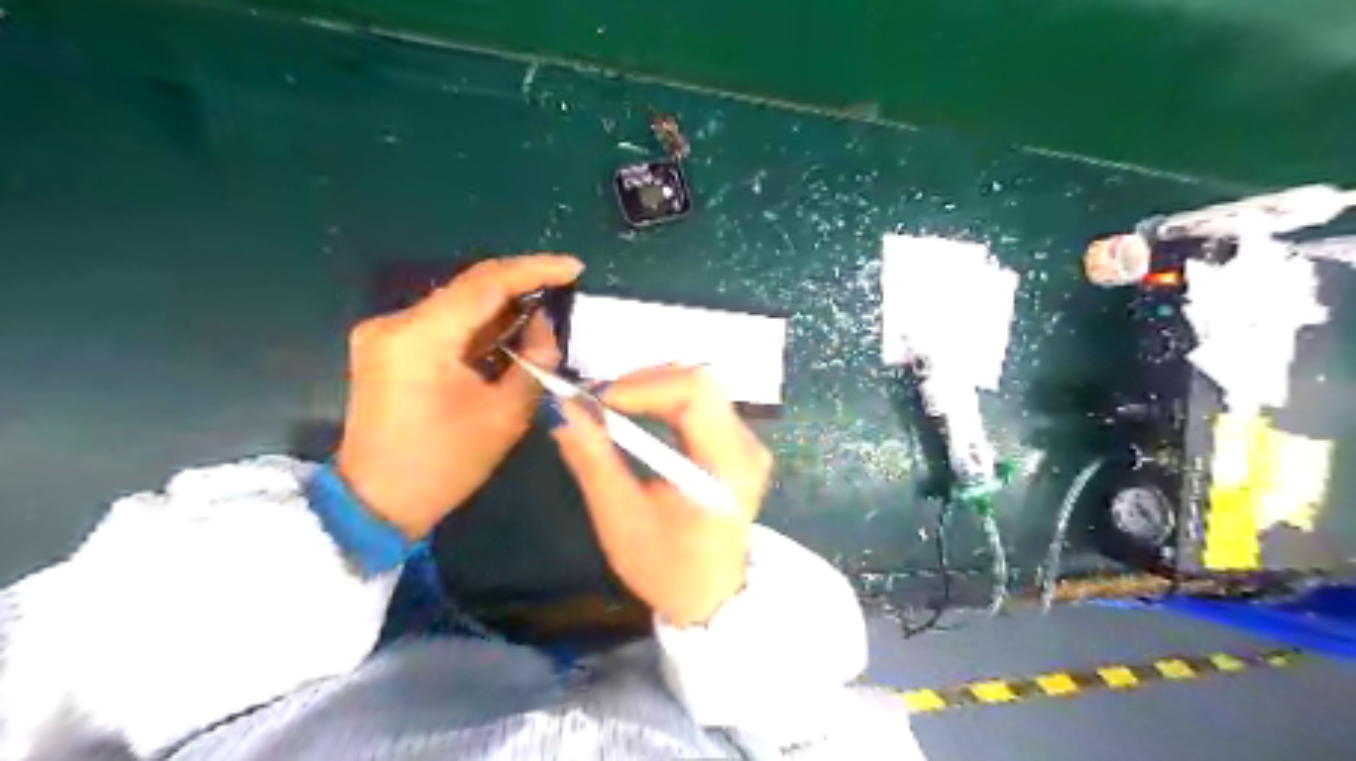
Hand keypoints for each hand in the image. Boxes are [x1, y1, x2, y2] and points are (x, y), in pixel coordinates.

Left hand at [332, 255, 582, 540]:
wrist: (377, 502)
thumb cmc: (446, 464)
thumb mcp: (505, 414)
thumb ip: (534, 360)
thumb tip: (543, 324)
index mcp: (421, 337)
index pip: (486, 283)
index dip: (535, 270)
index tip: (574, 268)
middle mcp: (395, 323)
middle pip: (469, 288)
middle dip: (520, 285)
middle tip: (563, 287)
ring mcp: (385, 334)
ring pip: (456, 304)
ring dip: (500, 307)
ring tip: (544, 309)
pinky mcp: (386, 348)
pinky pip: (442, 324)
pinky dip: (478, 325)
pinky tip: (509, 331)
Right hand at [547, 366, 760, 624]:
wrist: (712, 597)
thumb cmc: (666, 567)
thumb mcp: (620, 518)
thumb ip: (593, 460)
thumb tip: (561, 410)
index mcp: (726, 466)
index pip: (695, 393)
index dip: (643, 385)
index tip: (597, 400)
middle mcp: (747, 445)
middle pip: (699, 382)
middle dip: (643, 382)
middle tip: (598, 401)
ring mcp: (748, 442)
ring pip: (700, 386)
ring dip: (651, 388)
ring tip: (611, 408)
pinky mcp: (740, 443)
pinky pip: (702, 402)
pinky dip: (664, 400)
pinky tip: (637, 415)